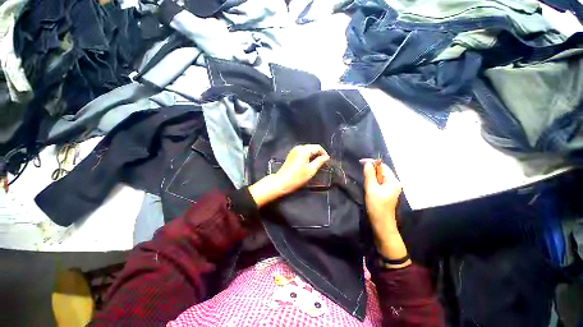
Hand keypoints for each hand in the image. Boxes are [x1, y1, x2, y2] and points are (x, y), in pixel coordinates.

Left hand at [249, 144, 329, 207]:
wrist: (281, 182)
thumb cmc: (297, 177)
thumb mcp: (311, 170)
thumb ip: (319, 162)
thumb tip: (326, 157)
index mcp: (304, 150)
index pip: (317, 147)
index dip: (324, 153)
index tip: (327, 160)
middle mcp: (298, 147)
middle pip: (312, 147)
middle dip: (319, 153)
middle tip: (323, 162)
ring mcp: (294, 150)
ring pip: (307, 149)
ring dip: (313, 154)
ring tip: (317, 163)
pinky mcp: (291, 154)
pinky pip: (302, 151)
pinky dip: (307, 155)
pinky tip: (309, 162)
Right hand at [363, 160, 408, 265]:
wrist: (381, 224)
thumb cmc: (377, 206)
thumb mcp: (371, 189)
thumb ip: (369, 175)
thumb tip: (367, 163)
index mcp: (393, 181)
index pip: (382, 166)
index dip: (372, 162)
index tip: (360, 162)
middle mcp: (394, 183)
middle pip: (382, 170)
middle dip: (371, 168)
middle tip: (360, 170)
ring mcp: (390, 188)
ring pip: (379, 176)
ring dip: (371, 175)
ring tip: (363, 177)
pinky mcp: (386, 193)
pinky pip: (379, 182)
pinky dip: (372, 180)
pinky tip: (367, 184)